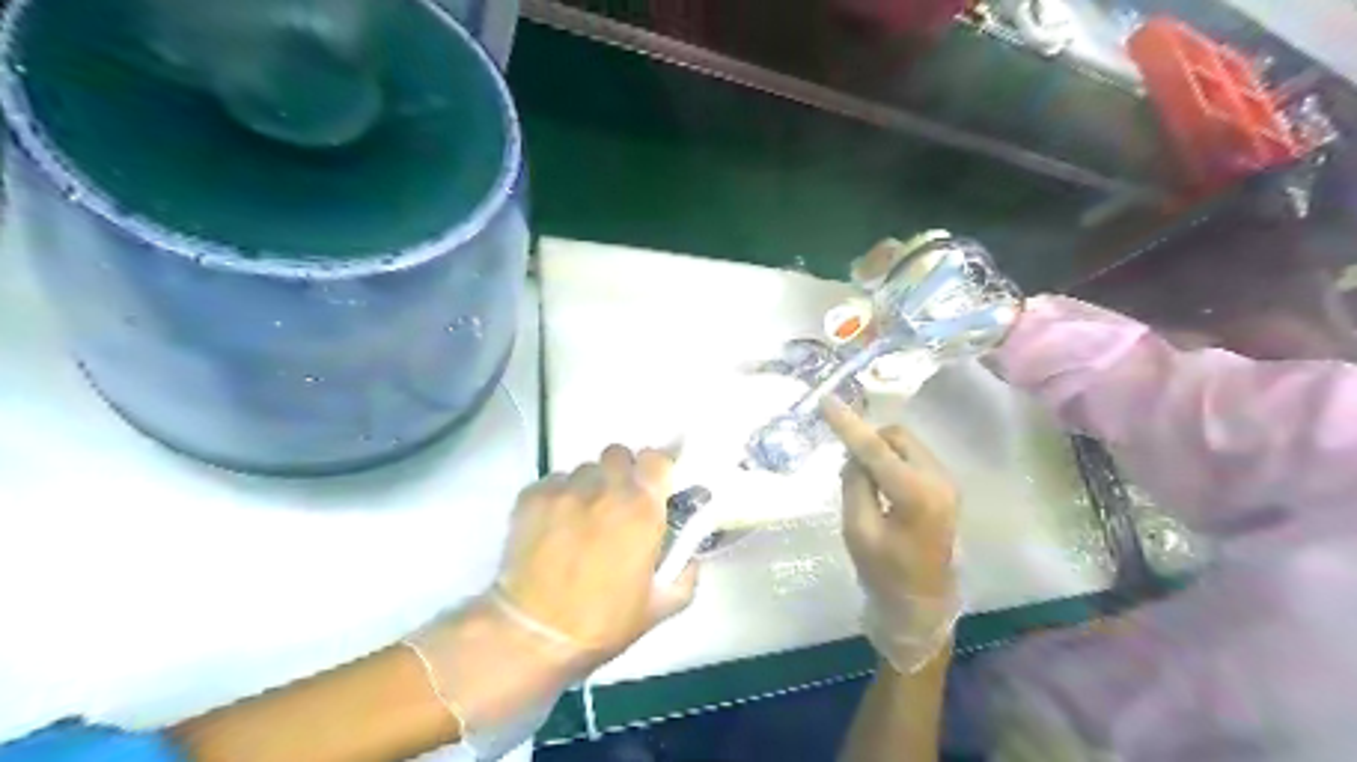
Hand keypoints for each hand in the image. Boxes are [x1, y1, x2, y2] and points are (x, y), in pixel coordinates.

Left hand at [497, 443, 698, 663]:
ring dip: (590, 487)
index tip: (654, 486)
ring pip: (585, 469)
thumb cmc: (603, 622)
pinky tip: (554, 527)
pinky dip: (559, 497)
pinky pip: (554, 482)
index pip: (657, 458)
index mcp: (642, 508)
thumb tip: (689, 553)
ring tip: (582, 519)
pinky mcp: (532, 496)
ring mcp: (565, 489)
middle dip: (622, 473)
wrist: (535, 635)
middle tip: (618, 503)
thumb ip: (685, 572)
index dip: (657, 469)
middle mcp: (605, 488)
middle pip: (619, 454)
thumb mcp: (661, 606)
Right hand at [814, 398, 963, 673]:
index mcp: (915, 494)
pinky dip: (893, 462)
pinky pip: (915, 458)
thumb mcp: (858, 530)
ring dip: (881, 452)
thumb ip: (854, 484)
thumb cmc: (885, 573)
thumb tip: (855, 454)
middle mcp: (939, 480)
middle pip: (897, 437)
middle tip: (847, 466)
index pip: (875, 448)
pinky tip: (882, 488)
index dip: (847, 424)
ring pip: (907, 445)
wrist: (923, 605)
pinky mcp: (947, 489)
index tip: (826, 402)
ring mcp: (948, 483)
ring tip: (865, 483)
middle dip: (869, 441)